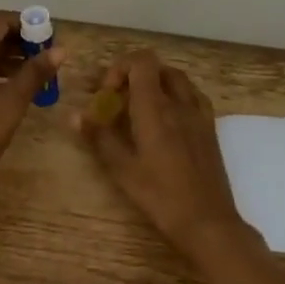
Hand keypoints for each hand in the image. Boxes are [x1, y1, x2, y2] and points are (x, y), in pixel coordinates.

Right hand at [77, 49, 248, 259]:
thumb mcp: (122, 169)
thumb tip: (74, 115)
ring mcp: (199, 115)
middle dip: (135, 76)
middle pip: (159, 68)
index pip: (142, 61)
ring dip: (157, 84)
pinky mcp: (210, 129)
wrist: (208, 222)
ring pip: (178, 80)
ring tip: (140, 109)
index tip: (107, 94)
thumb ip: (99, 137)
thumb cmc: (160, 196)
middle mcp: (180, 103)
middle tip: (119, 101)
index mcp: (156, 108)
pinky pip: (193, 97)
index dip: (120, 68)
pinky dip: (176, 96)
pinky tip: (167, 120)